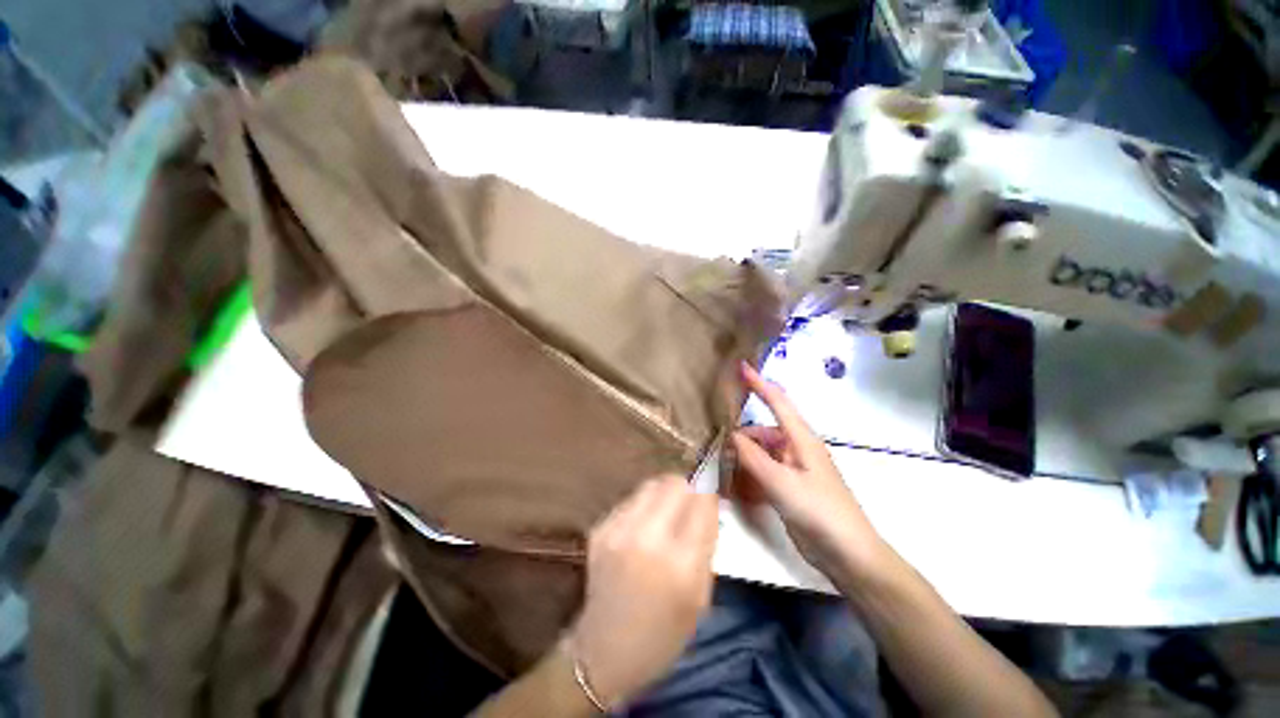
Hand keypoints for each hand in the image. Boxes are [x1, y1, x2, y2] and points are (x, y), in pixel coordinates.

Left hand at [570, 475, 718, 708]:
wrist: (603, 651)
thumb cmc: (662, 633)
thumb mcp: (700, 596)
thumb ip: (708, 544)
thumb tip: (709, 502)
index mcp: (680, 564)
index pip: (702, 500)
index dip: (711, 488)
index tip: (715, 487)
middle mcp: (648, 538)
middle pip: (676, 483)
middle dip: (690, 485)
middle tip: (694, 498)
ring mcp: (619, 530)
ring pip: (652, 484)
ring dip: (667, 490)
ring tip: (671, 507)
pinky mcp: (600, 528)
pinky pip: (632, 499)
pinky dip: (646, 503)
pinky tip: (647, 523)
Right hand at [730, 362, 888, 585]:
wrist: (848, 554)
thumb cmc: (819, 511)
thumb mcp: (781, 482)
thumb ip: (752, 457)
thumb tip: (730, 435)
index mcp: (801, 439)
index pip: (777, 401)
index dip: (758, 383)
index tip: (740, 367)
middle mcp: (796, 449)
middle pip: (762, 432)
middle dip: (740, 436)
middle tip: (714, 444)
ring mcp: (792, 469)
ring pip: (760, 454)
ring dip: (742, 459)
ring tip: (719, 467)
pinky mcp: (789, 487)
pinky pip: (763, 473)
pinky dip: (749, 476)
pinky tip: (733, 486)